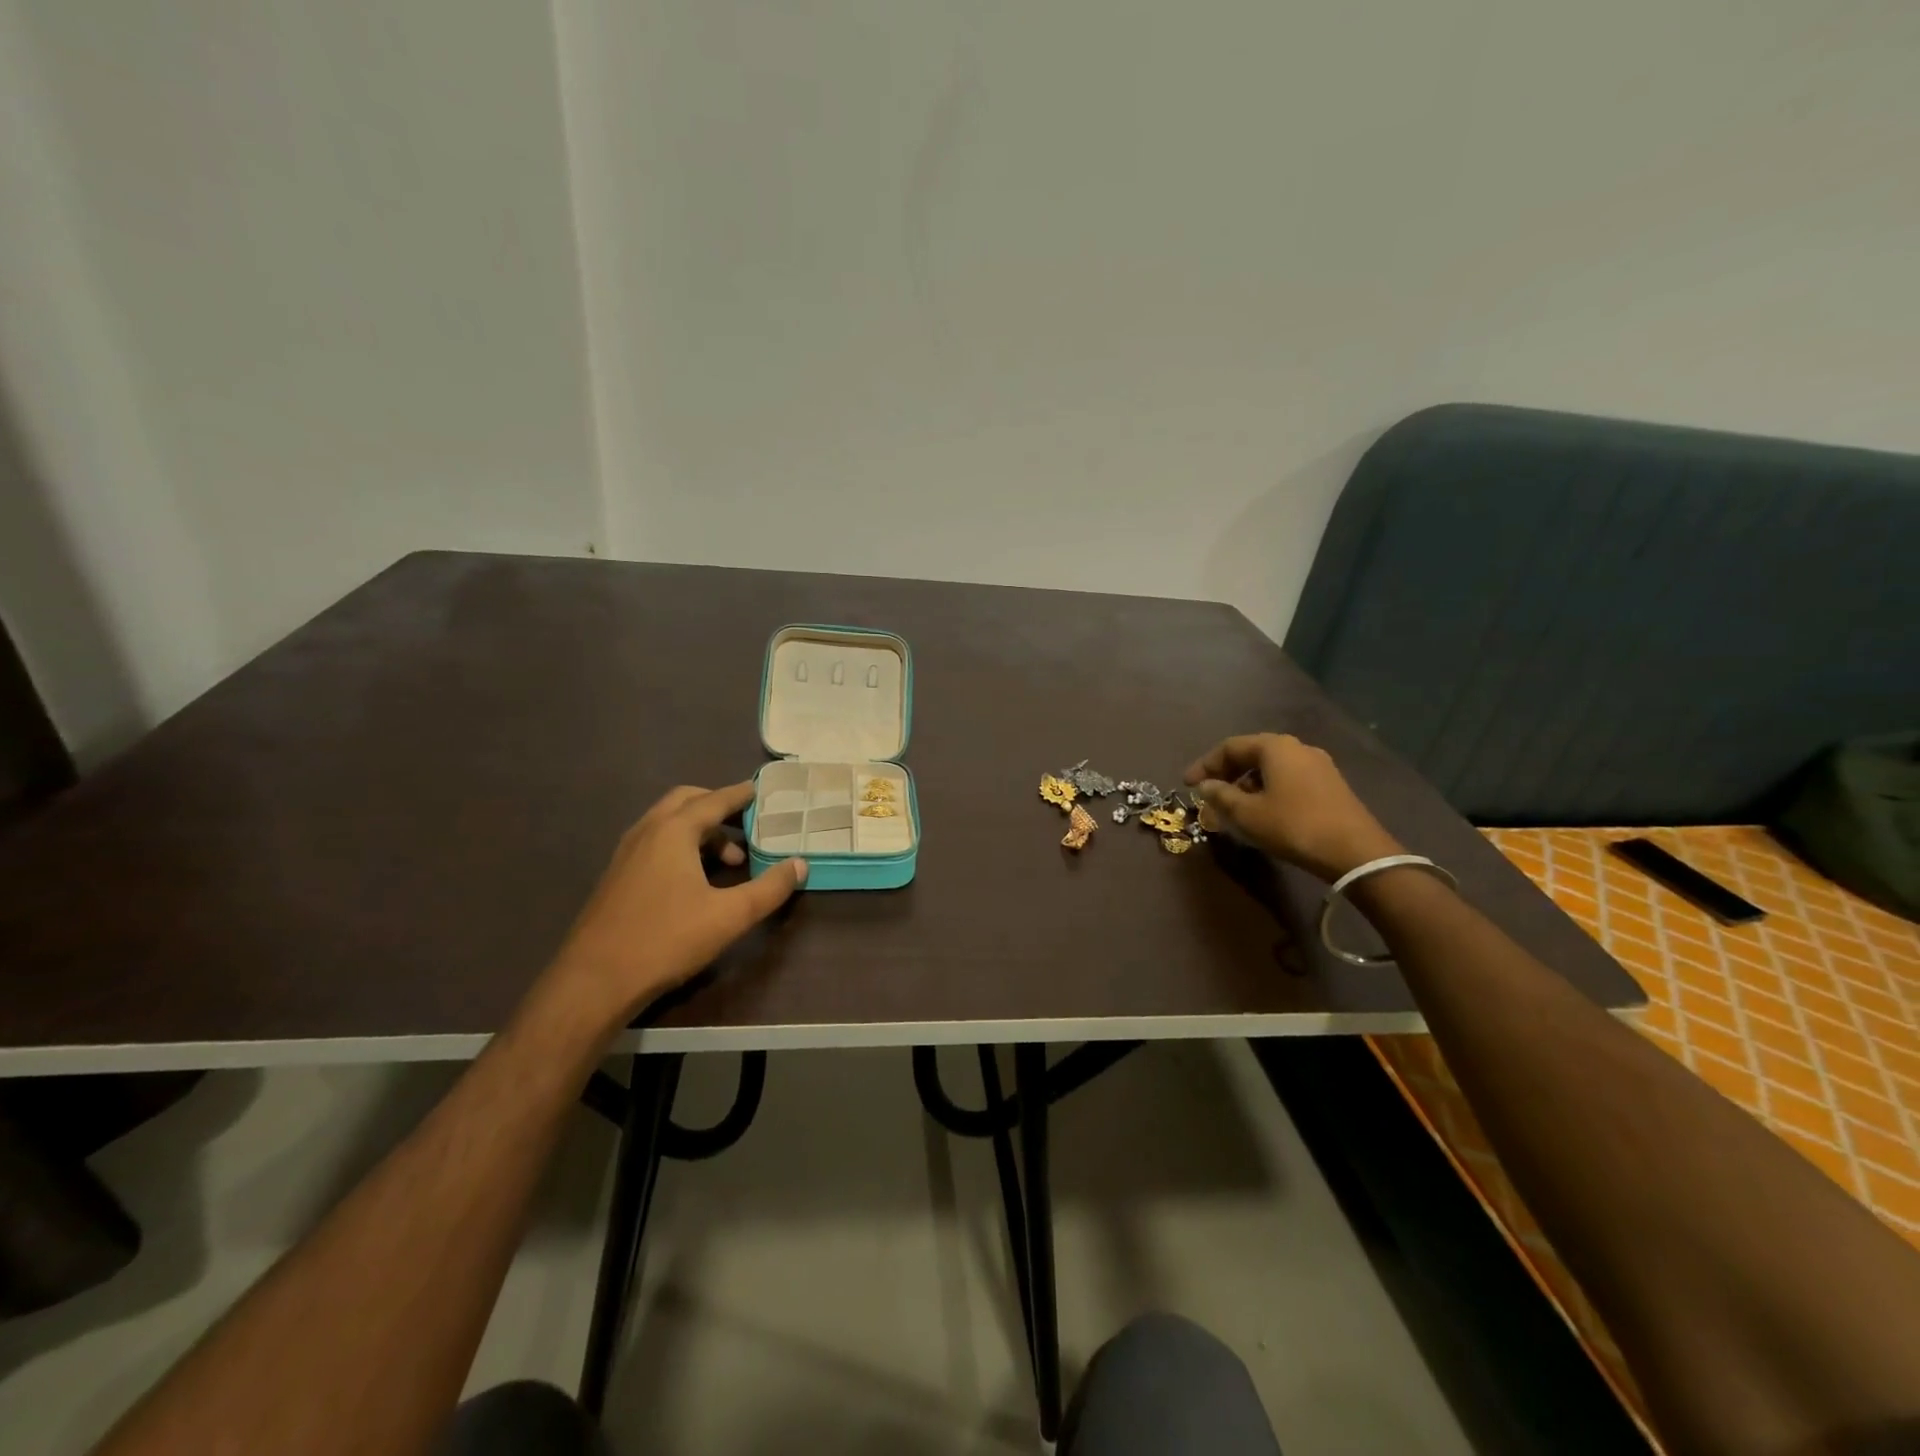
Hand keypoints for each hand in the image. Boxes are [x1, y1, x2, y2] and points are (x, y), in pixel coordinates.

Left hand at [545, 782, 806, 1026]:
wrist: (593, 982)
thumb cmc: (666, 940)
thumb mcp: (729, 916)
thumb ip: (769, 888)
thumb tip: (800, 865)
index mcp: (673, 831)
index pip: (714, 800)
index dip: (741, 794)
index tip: (761, 791)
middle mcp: (647, 832)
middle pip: (686, 801)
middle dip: (718, 806)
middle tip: (746, 823)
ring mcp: (626, 854)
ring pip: (668, 823)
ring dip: (700, 830)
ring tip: (729, 860)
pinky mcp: (616, 877)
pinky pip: (655, 842)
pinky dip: (681, 845)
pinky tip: (695, 879)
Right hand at [1184, 733, 1402, 880]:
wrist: (1355, 851)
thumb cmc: (1294, 826)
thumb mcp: (1248, 813)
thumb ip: (1221, 796)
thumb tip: (1205, 785)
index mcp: (1275, 747)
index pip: (1229, 747)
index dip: (1204, 765)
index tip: (1187, 784)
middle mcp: (1297, 747)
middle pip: (1251, 753)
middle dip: (1225, 772)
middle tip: (1207, 792)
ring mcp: (1317, 765)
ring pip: (1270, 767)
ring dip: (1246, 782)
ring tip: (1231, 805)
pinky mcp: (1330, 784)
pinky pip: (1288, 778)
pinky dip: (1267, 788)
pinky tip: (1261, 810)